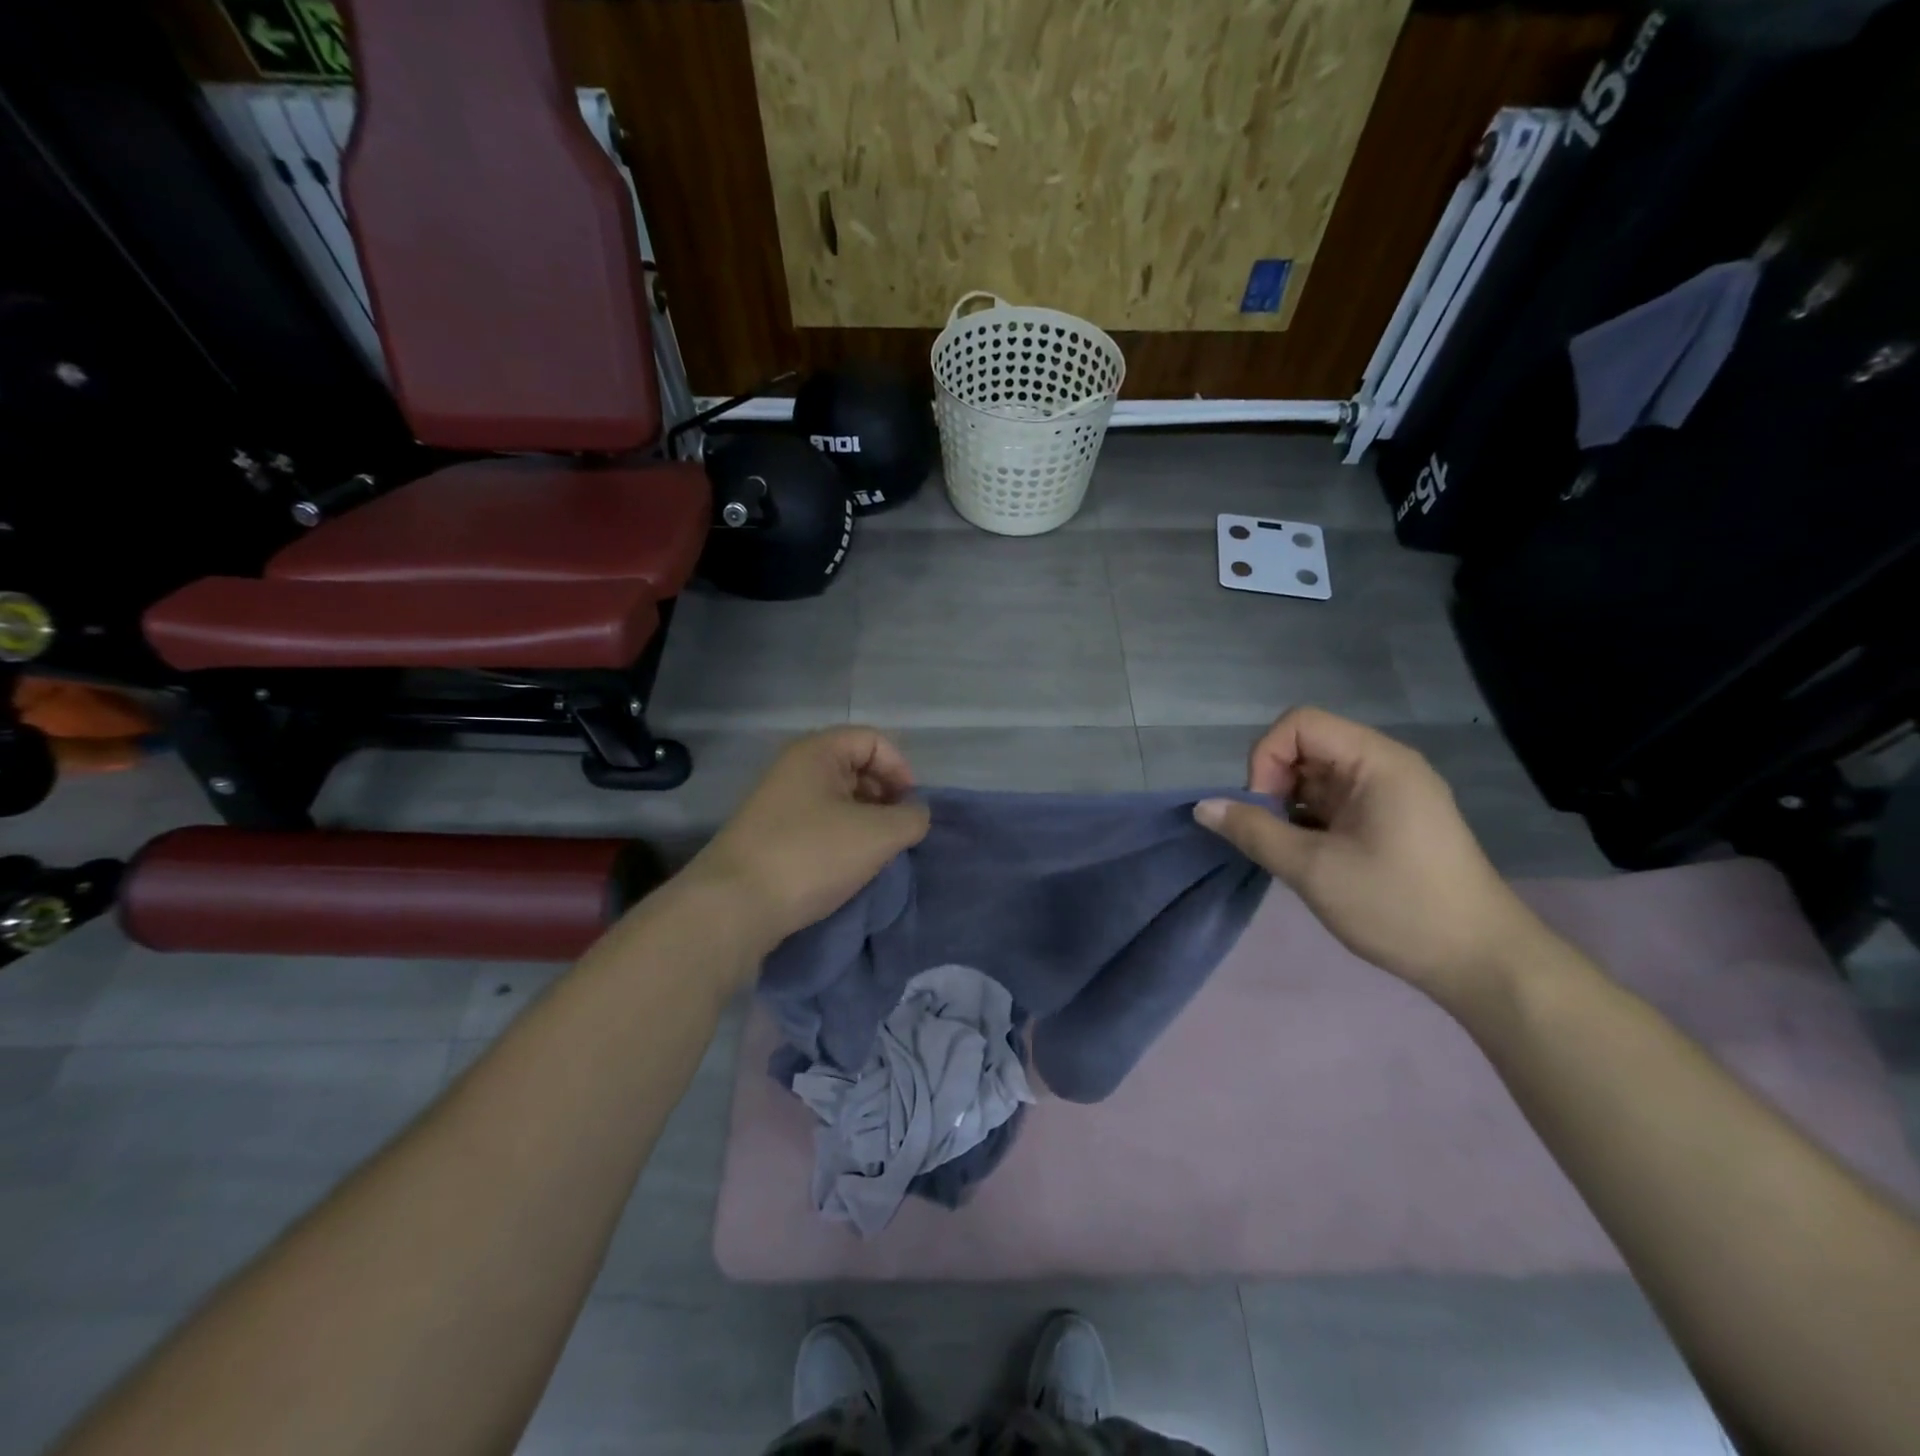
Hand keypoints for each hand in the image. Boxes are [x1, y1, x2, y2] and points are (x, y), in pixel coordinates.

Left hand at [684, 727, 930, 949]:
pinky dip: (841, 838)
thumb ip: (911, 818)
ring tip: (874, 854)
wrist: (733, 906)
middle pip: (855, 767)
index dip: (900, 769)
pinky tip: (846, 867)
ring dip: (865, 821)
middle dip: (884, 796)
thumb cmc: (811, 856)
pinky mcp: (770, 836)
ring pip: (838, 799)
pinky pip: (818, 823)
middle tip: (896, 833)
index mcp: (817, 752)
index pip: (873, 740)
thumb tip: (916, 815)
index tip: (910, 809)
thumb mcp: (877, 835)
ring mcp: (778, 803)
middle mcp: (794, 768)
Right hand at [1193, 707, 1544, 1001]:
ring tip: (1287, 850)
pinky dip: (1308, 820)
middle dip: (1273, 783)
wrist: (1480, 962)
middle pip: (1307, 747)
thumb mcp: (1313, 869)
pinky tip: (1307, 857)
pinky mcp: (1390, 820)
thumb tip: (1202, 806)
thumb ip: (1253, 831)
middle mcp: (1384, 766)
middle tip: (1268, 833)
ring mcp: (1390, 794)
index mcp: (1376, 762)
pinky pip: (1334, 802)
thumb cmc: (1397, 906)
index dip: (1266, 757)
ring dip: (1288, 805)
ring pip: (1316, 777)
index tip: (1261, 808)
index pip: (1299, 724)